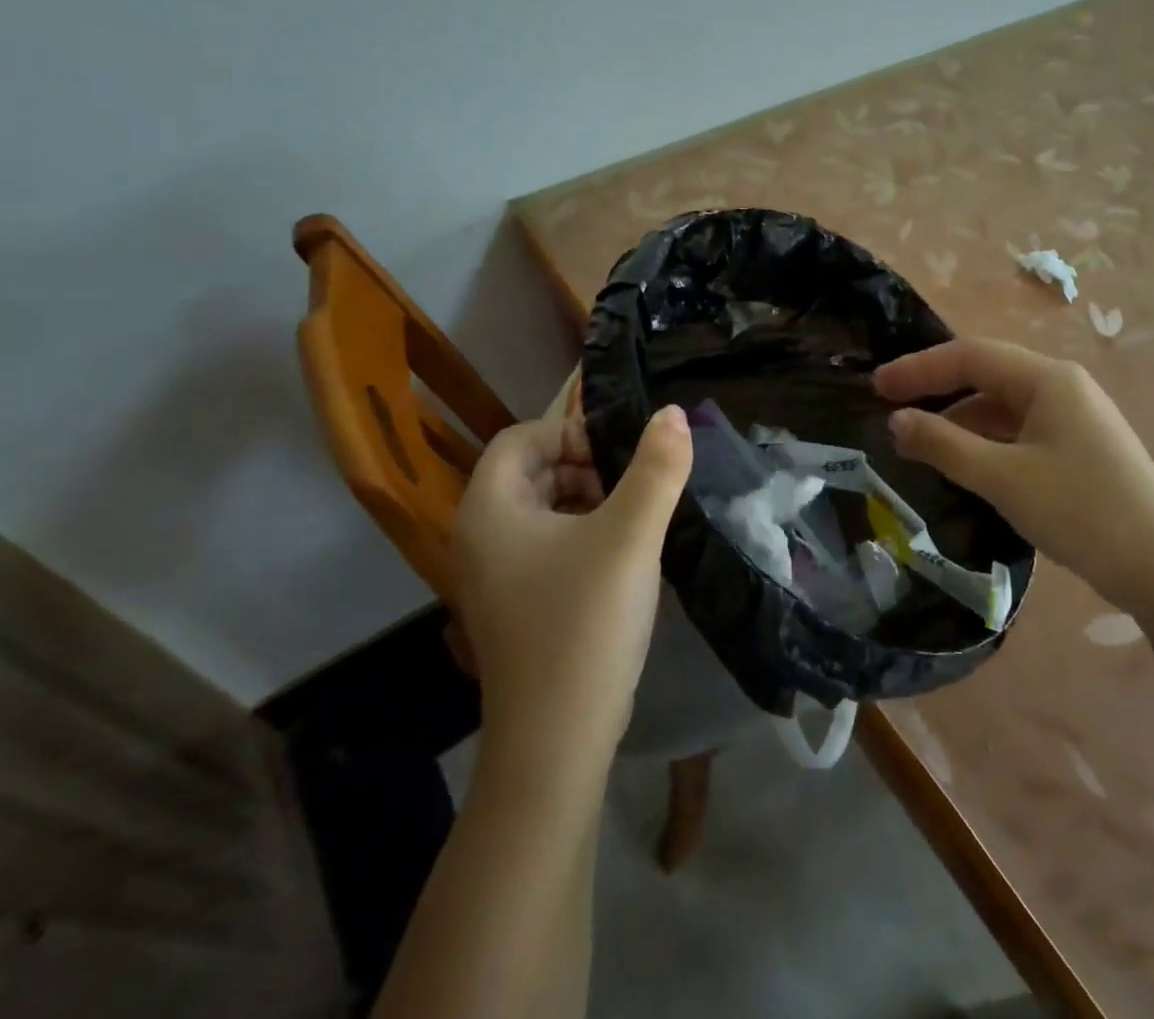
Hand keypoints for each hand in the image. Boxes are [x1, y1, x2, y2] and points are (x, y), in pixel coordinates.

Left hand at [452, 403, 692, 761]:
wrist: (556, 740)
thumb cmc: (585, 622)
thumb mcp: (631, 535)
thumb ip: (657, 468)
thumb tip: (673, 413)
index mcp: (490, 509)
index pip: (521, 437)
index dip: (571, 433)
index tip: (620, 458)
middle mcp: (480, 536)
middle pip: (530, 470)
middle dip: (584, 466)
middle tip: (632, 488)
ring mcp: (495, 576)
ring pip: (542, 509)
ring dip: (588, 500)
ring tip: (634, 520)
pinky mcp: (516, 605)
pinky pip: (546, 546)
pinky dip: (582, 535)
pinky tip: (622, 558)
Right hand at [873, 338, 1153, 607]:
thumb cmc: (1080, 511)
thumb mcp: (1002, 478)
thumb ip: (944, 444)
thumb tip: (896, 421)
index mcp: (1047, 379)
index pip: (970, 356)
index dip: (919, 369)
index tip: (876, 388)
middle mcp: (1062, 386)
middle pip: (986, 376)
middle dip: (937, 392)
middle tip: (891, 412)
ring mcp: (1074, 417)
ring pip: (1003, 406)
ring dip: (960, 421)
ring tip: (920, 446)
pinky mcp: (1079, 447)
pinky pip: (1020, 431)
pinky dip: (986, 442)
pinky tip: (964, 465)